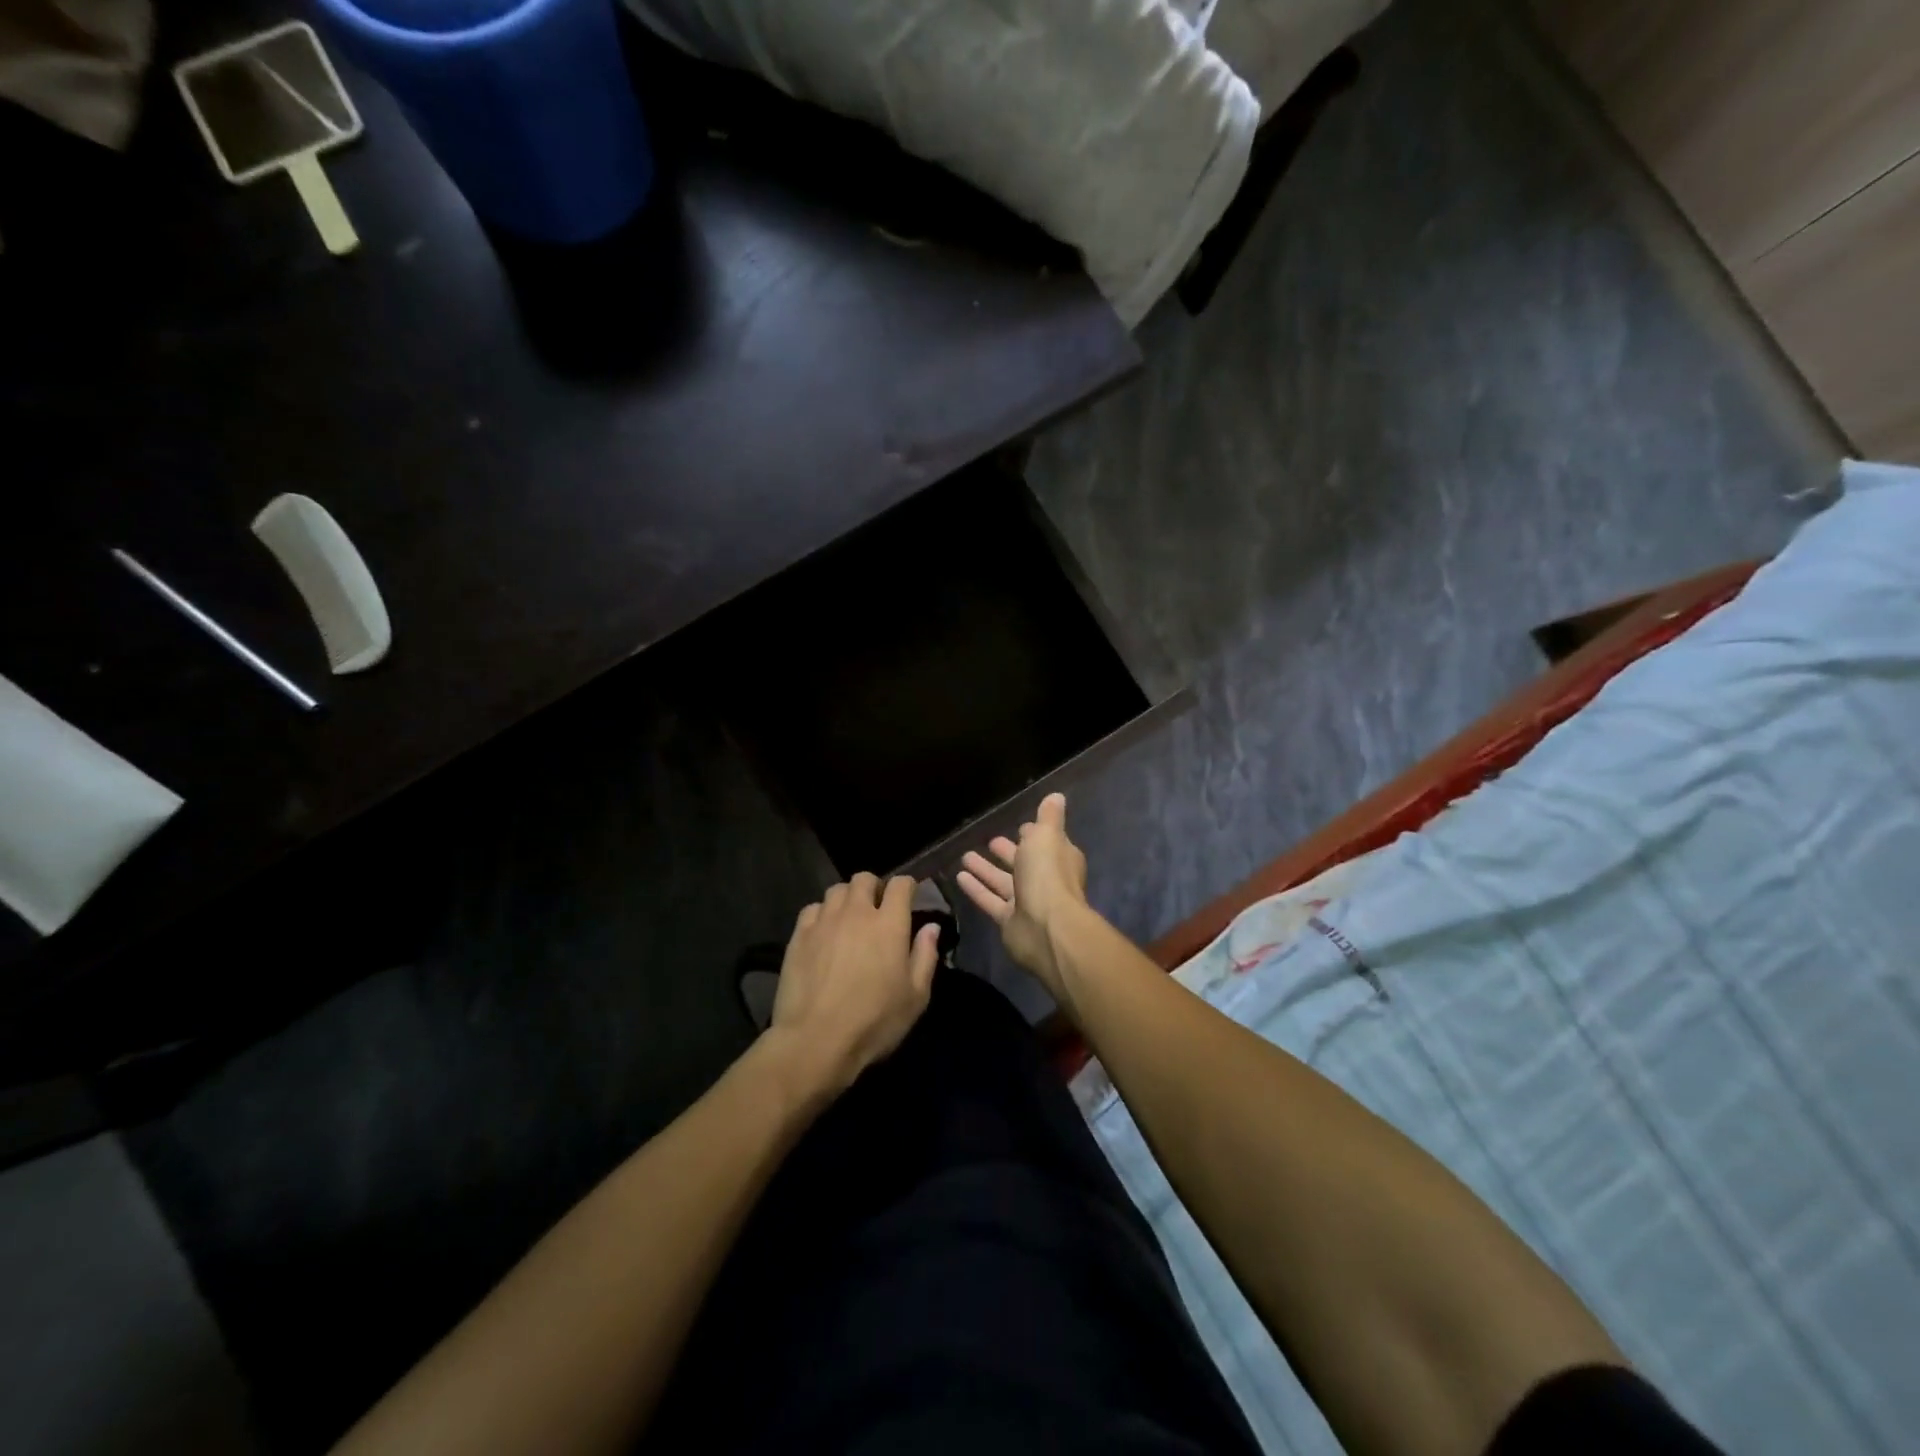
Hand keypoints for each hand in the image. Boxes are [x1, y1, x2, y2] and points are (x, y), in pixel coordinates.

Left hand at [768, 872, 940, 1095]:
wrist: (816, 1040)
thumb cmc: (874, 1021)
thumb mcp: (916, 997)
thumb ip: (925, 956)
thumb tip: (931, 928)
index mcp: (889, 924)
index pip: (900, 884)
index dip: (907, 887)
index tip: (909, 899)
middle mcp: (857, 912)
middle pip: (864, 878)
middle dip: (874, 888)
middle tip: (878, 910)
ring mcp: (825, 921)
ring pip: (837, 890)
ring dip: (848, 898)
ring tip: (850, 919)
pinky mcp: (799, 935)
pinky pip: (813, 909)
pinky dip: (822, 914)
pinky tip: (824, 933)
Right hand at [957, 792, 1088, 997]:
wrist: (1046, 928)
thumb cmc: (1047, 874)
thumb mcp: (1047, 836)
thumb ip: (1048, 817)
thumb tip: (1056, 796)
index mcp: (1059, 858)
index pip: (1046, 843)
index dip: (1034, 835)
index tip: (1019, 826)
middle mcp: (1045, 880)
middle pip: (1024, 863)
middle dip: (1008, 852)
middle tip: (990, 841)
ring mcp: (1027, 902)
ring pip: (1003, 882)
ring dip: (986, 869)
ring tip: (965, 855)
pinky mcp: (1008, 920)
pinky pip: (990, 900)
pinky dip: (976, 888)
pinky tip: (959, 876)